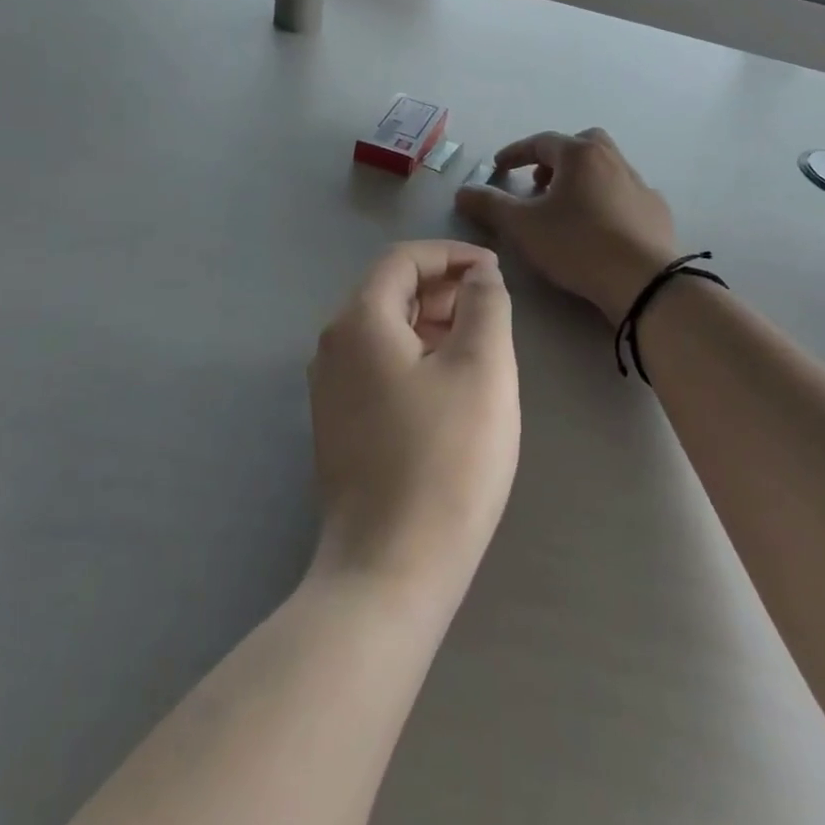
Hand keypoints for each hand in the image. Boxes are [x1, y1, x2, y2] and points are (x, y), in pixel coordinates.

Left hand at [309, 242, 518, 603]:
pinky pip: (379, 368)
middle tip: (492, 310)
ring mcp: (329, 391)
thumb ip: (484, 304)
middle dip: (443, 289)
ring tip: (479, 347)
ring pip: (385, 332)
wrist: (390, 570)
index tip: (495, 271)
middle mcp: (332, 347)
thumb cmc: (446, 458)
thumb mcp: (482, 367)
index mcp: (359, 322)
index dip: (451, 255)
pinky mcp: (338, 427)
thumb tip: (478, 275)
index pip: (402, 260)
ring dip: (432, 324)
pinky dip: (416, 357)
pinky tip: (450, 388)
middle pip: (389, 292)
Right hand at [455, 129, 677, 326]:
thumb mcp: (522, 227)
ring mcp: (639, 184)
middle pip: (580, 145)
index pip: (541, 141)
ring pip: (605, 168)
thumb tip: (462, 191)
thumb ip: (489, 205)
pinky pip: (625, 194)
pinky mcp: (656, 210)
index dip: (515, 153)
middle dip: (556, 159)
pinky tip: (599, 227)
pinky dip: (606, 200)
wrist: (643, 280)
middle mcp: (613, 159)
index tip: (498, 167)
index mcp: (580, 154)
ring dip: (582, 179)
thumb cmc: (577, 244)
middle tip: (539, 183)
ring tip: (566, 208)